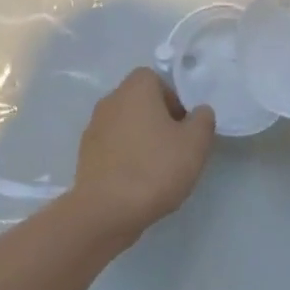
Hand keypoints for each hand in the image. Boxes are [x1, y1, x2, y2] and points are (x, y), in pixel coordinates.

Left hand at [69, 68, 215, 242]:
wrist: (106, 210)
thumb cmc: (155, 168)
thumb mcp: (195, 144)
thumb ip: (203, 120)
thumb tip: (198, 111)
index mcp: (135, 89)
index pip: (156, 79)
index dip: (173, 99)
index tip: (183, 126)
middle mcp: (110, 100)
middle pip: (139, 101)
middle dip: (158, 119)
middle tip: (175, 147)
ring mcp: (93, 127)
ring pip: (125, 124)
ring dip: (141, 139)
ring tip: (157, 168)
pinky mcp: (86, 154)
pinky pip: (112, 147)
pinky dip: (125, 157)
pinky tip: (137, 182)